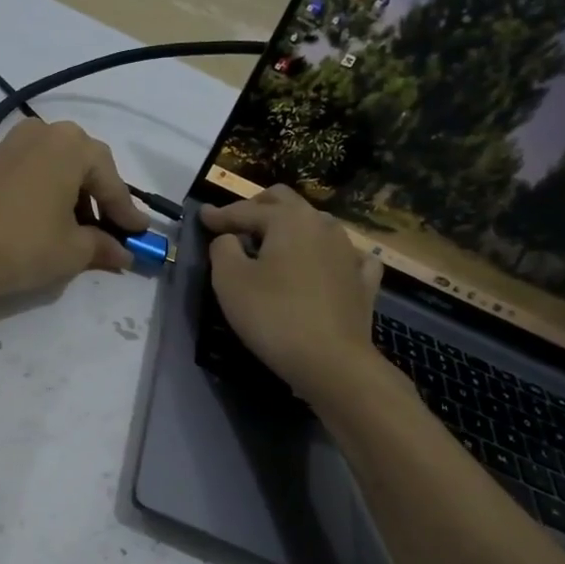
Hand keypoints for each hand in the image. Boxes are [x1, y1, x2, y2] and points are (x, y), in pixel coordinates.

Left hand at [0, 120, 148, 302]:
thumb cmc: (25, 243)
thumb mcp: (73, 250)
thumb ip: (103, 246)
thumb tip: (123, 254)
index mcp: (71, 144)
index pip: (110, 180)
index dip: (126, 212)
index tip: (140, 235)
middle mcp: (43, 133)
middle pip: (85, 166)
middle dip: (101, 200)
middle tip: (113, 231)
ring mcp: (12, 145)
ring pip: (58, 168)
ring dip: (74, 197)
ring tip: (82, 232)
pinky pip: (34, 172)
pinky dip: (49, 194)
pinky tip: (52, 221)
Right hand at [201, 186, 383, 400]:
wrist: (331, 361)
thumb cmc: (273, 316)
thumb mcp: (229, 281)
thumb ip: (222, 249)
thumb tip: (229, 239)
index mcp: (289, 219)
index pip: (246, 210)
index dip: (220, 214)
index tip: (202, 216)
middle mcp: (322, 225)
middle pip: (286, 202)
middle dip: (258, 207)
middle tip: (237, 221)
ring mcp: (348, 251)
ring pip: (316, 224)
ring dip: (291, 227)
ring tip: (273, 243)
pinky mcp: (363, 280)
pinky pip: (346, 255)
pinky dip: (328, 254)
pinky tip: (326, 263)